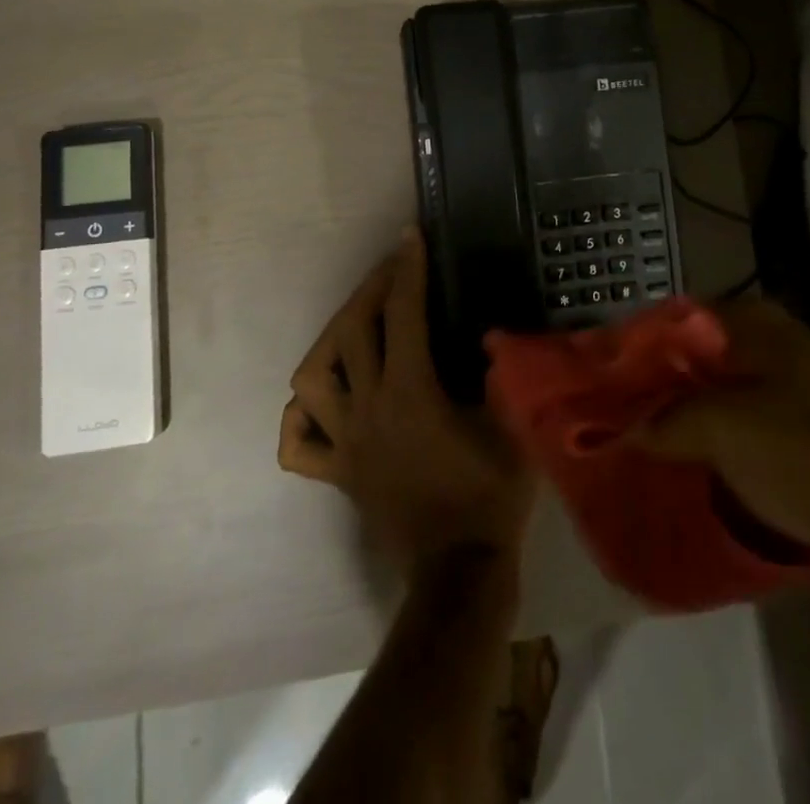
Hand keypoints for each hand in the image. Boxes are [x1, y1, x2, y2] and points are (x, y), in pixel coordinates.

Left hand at [280, 229, 535, 575]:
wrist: (460, 572)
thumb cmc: (490, 496)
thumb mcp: (511, 426)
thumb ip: (500, 375)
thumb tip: (488, 336)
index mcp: (410, 393)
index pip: (403, 314)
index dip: (407, 270)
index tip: (410, 238)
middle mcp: (367, 410)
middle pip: (351, 332)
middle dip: (370, 289)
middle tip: (390, 271)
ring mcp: (345, 443)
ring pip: (312, 380)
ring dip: (330, 341)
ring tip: (354, 326)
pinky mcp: (338, 474)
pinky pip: (299, 444)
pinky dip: (302, 417)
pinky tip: (322, 401)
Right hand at [636, 296, 809, 624]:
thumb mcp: (729, 431)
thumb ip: (666, 421)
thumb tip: (619, 426)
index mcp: (751, 324)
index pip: (669, 321)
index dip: (628, 350)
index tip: (591, 384)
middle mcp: (770, 348)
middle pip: (690, 362)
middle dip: (650, 392)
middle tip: (605, 425)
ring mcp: (792, 394)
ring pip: (717, 402)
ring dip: (681, 426)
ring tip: (635, 455)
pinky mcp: (808, 439)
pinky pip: (745, 437)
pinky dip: (715, 453)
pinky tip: (686, 477)